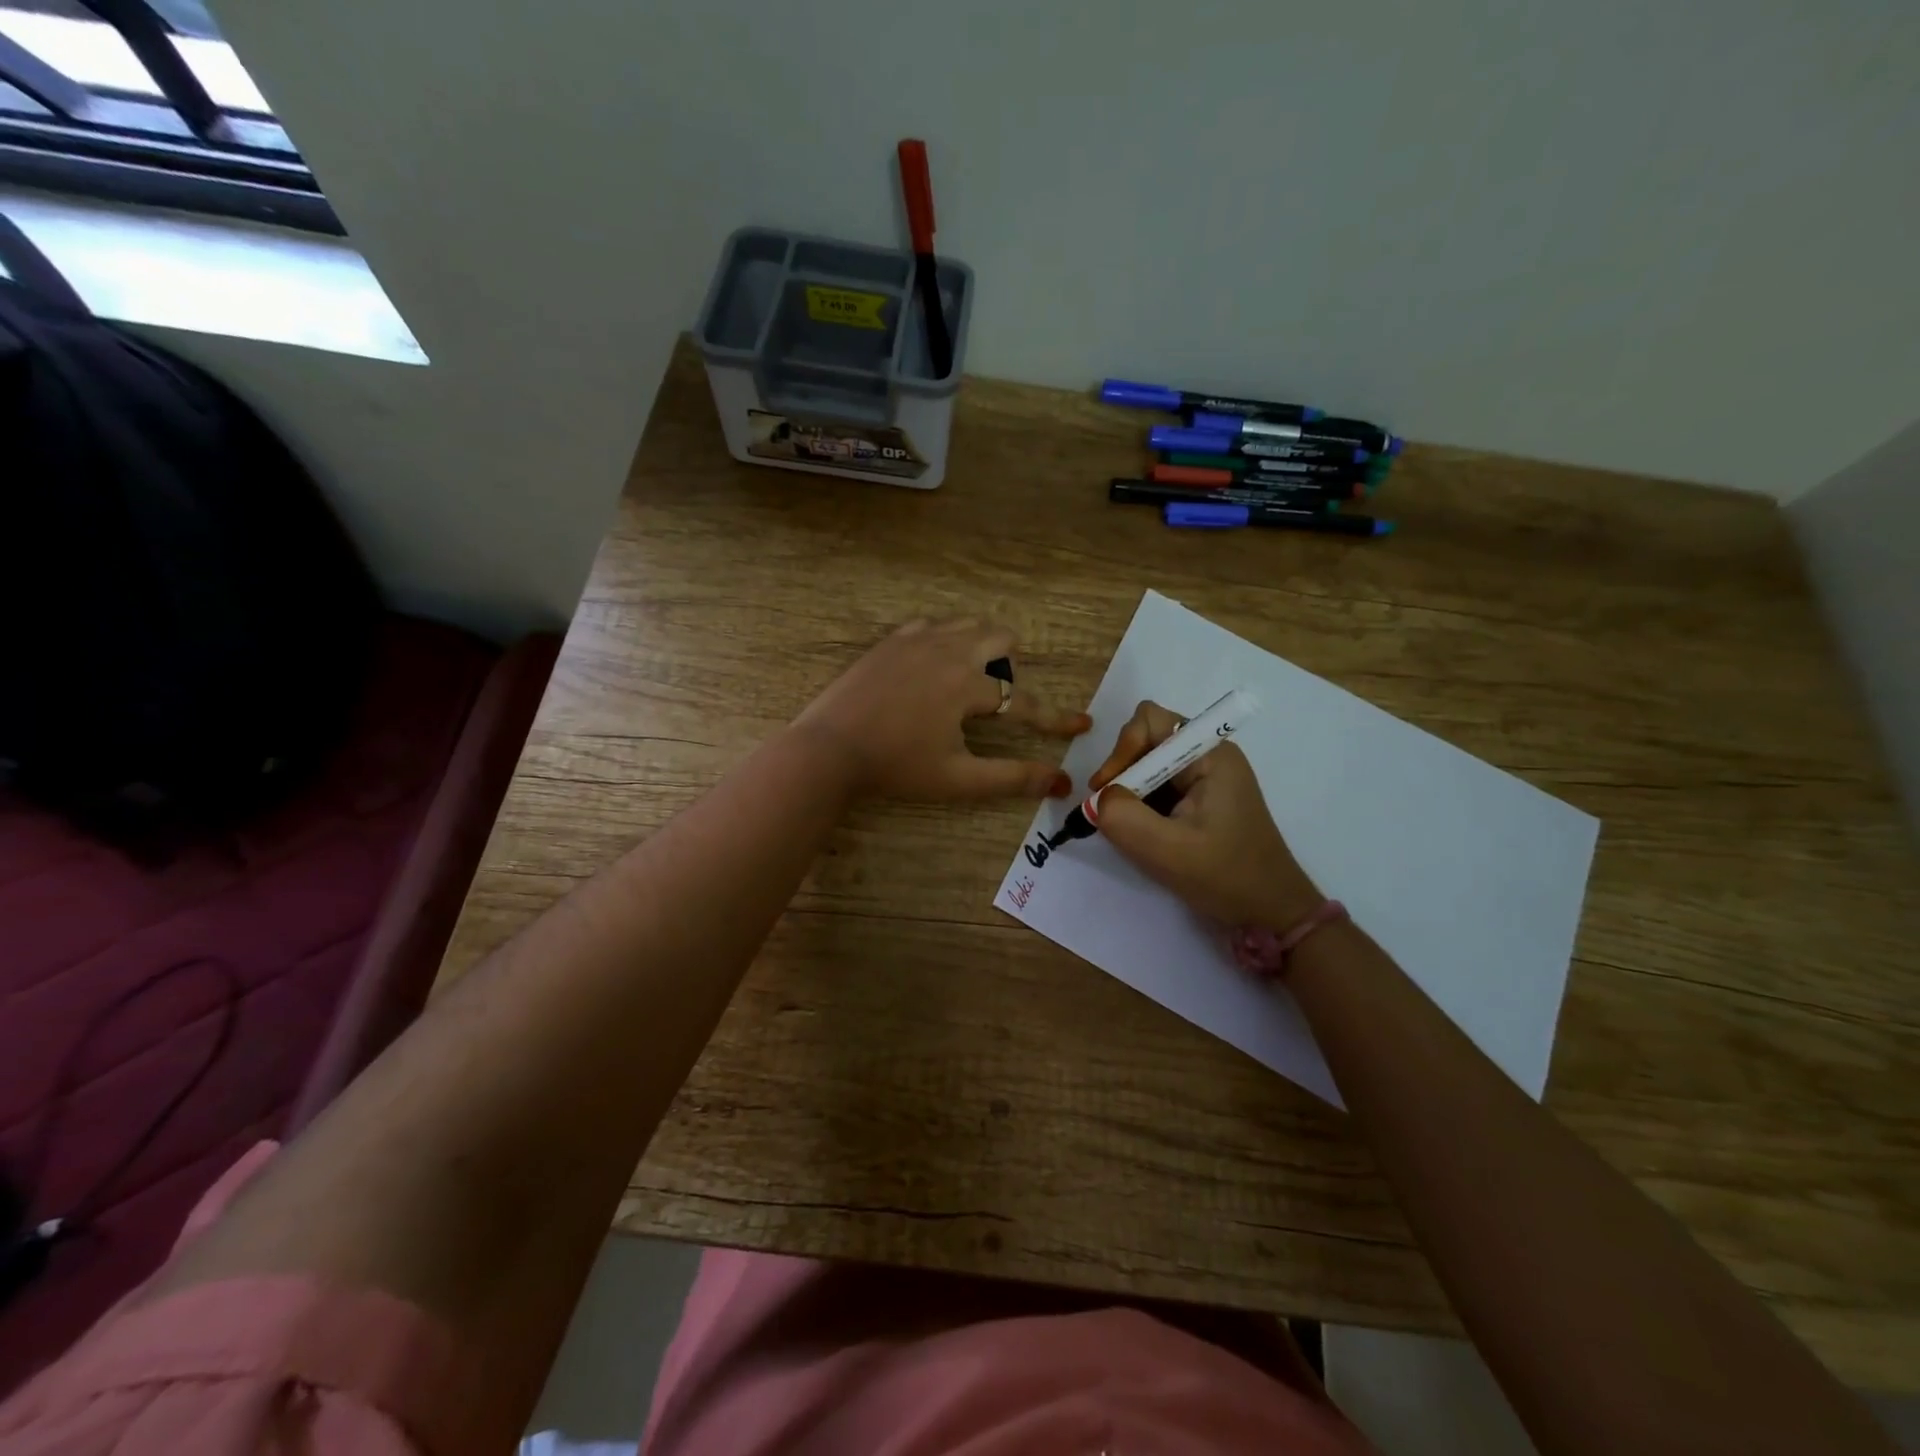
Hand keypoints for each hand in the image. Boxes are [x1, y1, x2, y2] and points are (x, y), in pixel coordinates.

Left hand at [793, 619, 1088, 801]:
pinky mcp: (891, 640)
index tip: (1083, 724)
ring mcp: (916, 639)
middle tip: (995, 699)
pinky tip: (932, 665)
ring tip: (968, 680)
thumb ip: (1011, 778)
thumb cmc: (895, 767)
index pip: (1024, 701)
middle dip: (1012, 666)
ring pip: (967, 624)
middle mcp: (948, 650)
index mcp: (967, 685)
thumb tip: (1060, 782)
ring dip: (981, 646)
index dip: (1055, 718)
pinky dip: (945, 639)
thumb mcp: (957, 779)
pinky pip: (932, 625)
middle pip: (1001, 638)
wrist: (828, 748)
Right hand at [1088, 699, 1322, 929]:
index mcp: (1210, 755)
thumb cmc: (1227, 877)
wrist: (1272, 912)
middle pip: (1147, 740)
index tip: (1107, 790)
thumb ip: (1122, 817)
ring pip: (1150, 765)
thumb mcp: (1167, 851)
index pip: (1150, 721)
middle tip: (1110, 812)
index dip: (1122, 749)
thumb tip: (1098, 800)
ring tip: (1127, 827)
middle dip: (1123, 773)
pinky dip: (1142, 805)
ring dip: (1131, 792)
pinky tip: (1144, 834)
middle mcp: (1209, 755)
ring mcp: (1206, 778)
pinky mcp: (1202, 799)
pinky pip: (1159, 787)